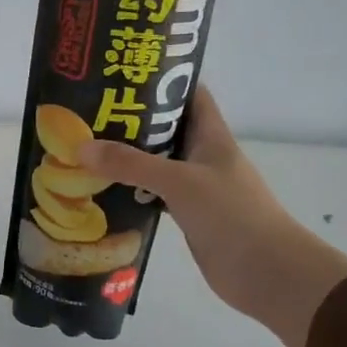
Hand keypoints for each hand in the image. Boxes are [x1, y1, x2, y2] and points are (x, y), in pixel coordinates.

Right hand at [78, 87, 346, 346]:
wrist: (266, 273)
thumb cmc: (231, 214)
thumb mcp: (179, 181)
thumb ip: (131, 164)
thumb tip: (80, 147)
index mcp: (211, 136)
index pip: (189, 94)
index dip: (162, 79)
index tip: (122, 73)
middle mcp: (203, 156)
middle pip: (165, 128)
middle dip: (131, 119)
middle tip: (88, 112)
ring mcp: (195, 187)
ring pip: (156, 162)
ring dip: (126, 157)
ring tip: (85, 147)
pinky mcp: (187, 215)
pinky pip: (152, 194)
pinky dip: (130, 190)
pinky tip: (101, 189)